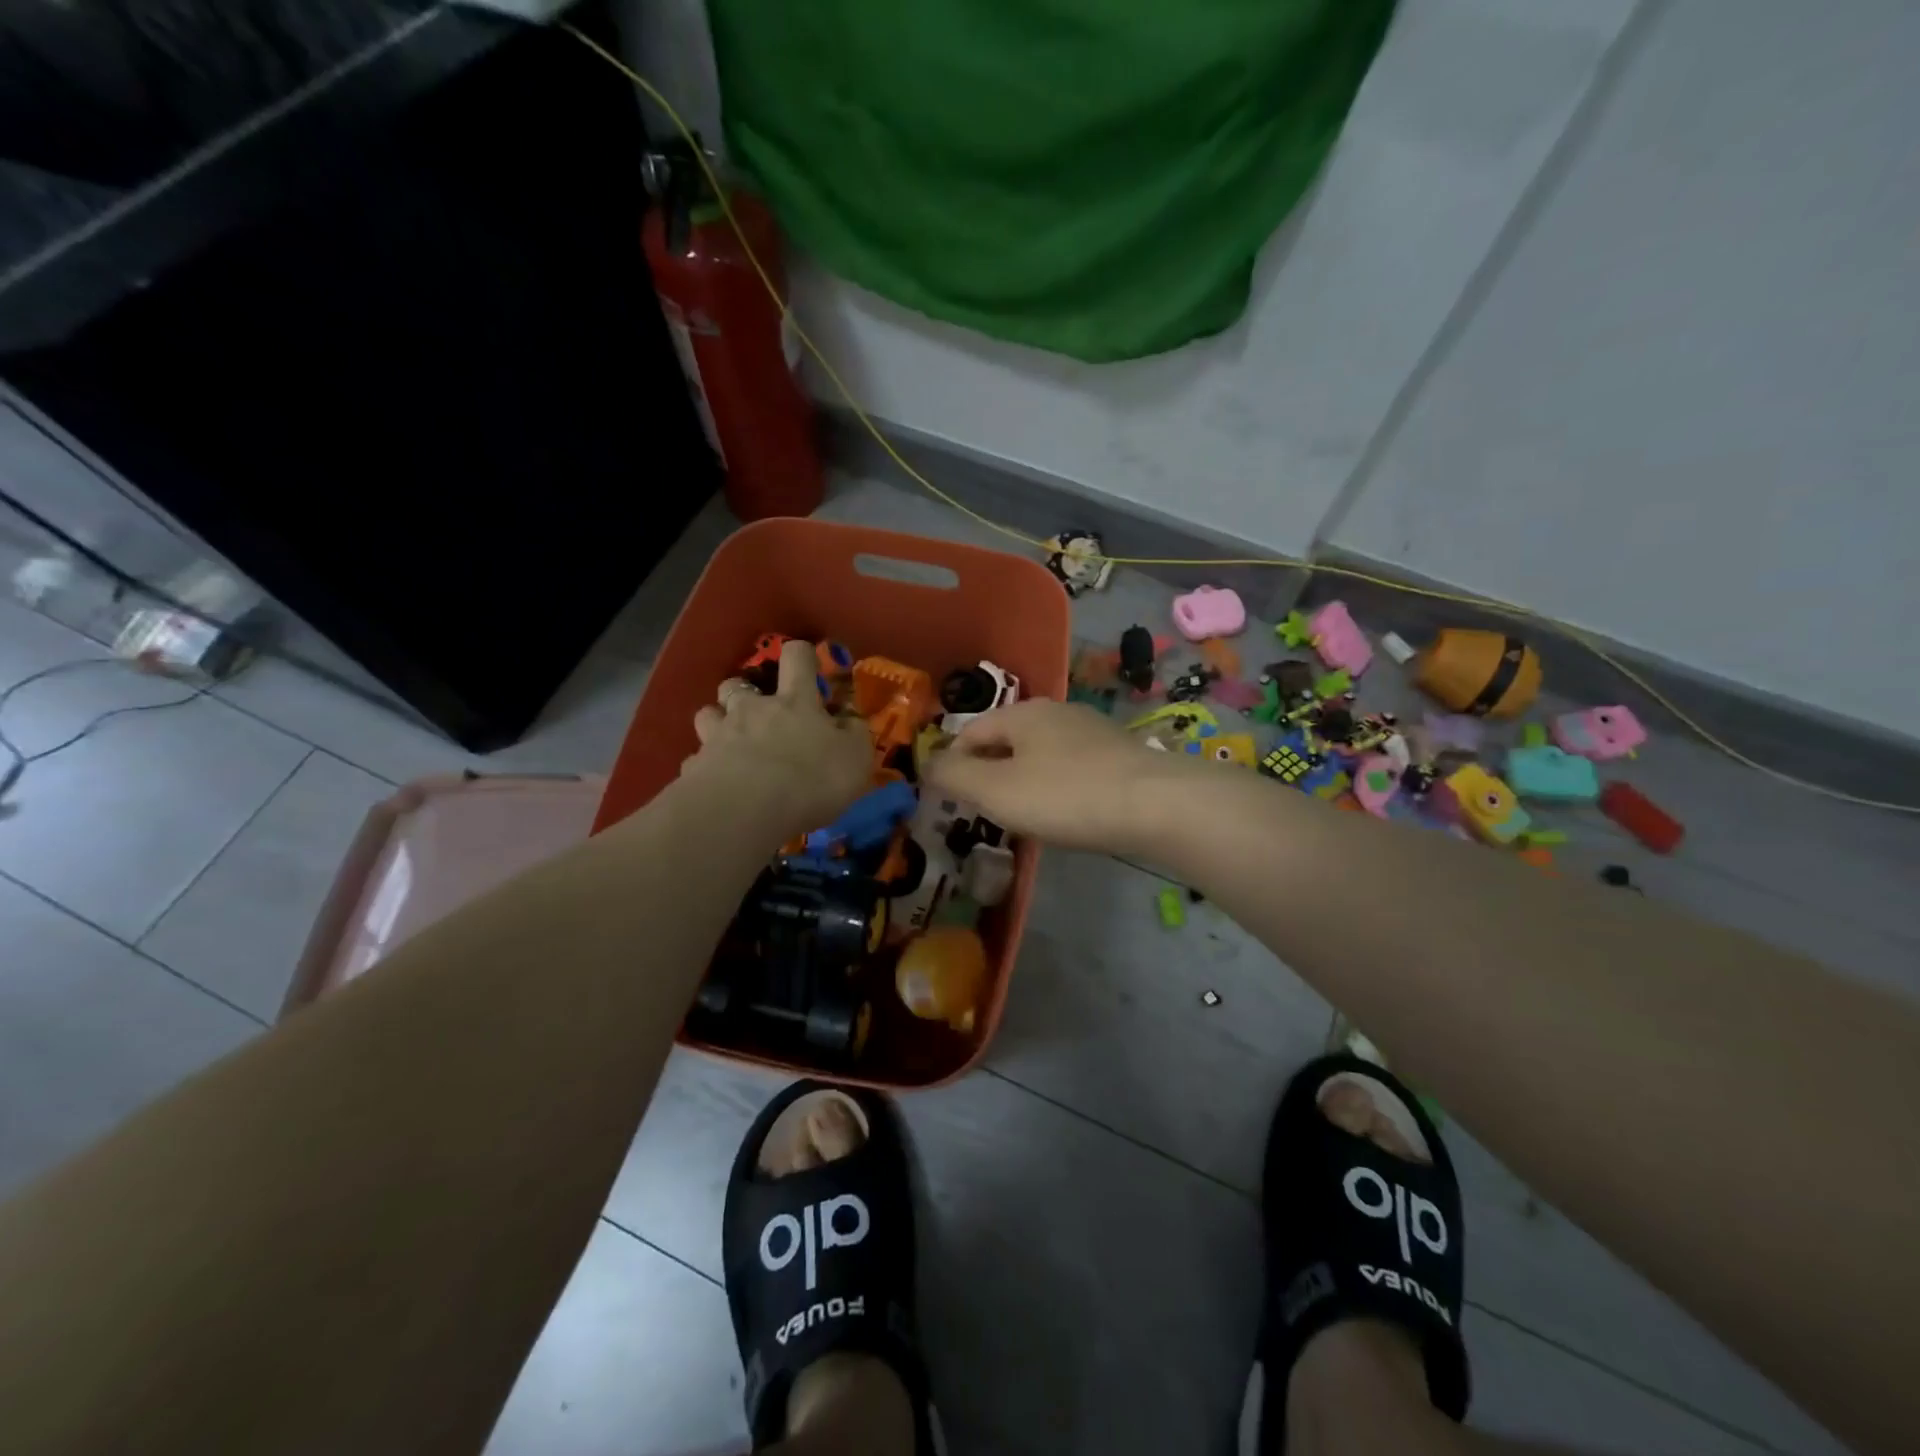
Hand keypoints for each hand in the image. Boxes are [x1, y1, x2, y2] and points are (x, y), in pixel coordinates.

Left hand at [680, 639, 872, 838]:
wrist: (746, 810)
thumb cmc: (811, 779)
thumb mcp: (855, 757)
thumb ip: (853, 734)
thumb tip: (849, 719)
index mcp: (795, 701)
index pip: (797, 658)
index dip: (802, 655)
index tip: (807, 664)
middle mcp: (752, 710)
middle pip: (738, 683)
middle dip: (745, 691)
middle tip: (758, 711)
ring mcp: (718, 736)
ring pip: (708, 714)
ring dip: (717, 721)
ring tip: (729, 742)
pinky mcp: (694, 768)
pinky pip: (696, 760)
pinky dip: (705, 766)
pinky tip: (714, 783)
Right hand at [923, 699, 1195, 854]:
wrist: (1157, 805)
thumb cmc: (1066, 795)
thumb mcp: (996, 790)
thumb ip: (954, 777)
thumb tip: (927, 764)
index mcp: (1023, 713)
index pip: (970, 732)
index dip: (952, 763)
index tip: (948, 800)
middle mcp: (1057, 712)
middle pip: (1007, 740)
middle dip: (989, 773)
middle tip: (982, 812)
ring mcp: (1092, 731)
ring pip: (1040, 754)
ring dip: (1023, 781)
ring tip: (1022, 816)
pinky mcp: (1119, 754)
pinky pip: (1071, 768)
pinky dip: (1057, 787)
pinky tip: (1066, 813)